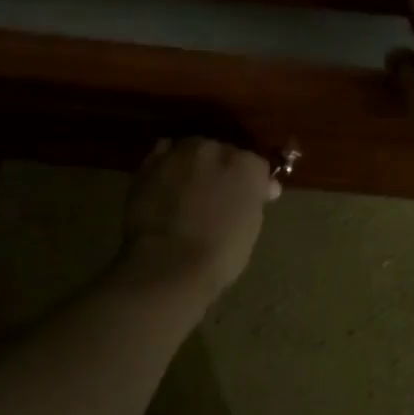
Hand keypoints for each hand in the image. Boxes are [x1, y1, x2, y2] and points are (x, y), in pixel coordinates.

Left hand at [119, 137, 280, 300]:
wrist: (167, 265)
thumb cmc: (220, 255)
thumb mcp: (251, 227)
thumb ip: (254, 199)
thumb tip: (264, 187)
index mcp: (247, 165)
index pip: (256, 165)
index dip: (253, 183)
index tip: (251, 199)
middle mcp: (214, 149)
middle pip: (222, 151)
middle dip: (222, 169)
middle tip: (217, 195)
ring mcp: (179, 154)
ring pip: (191, 149)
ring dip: (193, 163)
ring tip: (188, 188)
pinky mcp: (149, 164)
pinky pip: (163, 154)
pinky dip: (167, 164)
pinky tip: (166, 182)